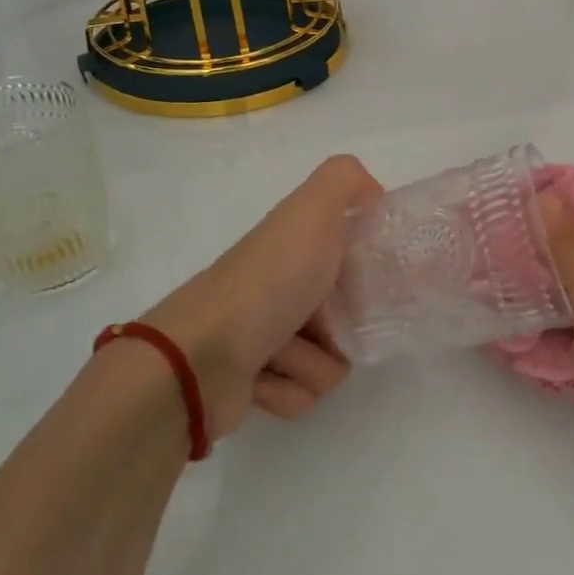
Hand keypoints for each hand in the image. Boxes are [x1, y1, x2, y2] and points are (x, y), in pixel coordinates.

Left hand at [140, 154, 382, 438]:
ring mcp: (269, 336)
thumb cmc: (268, 281)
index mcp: (297, 247)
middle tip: (327, 322)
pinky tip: (262, 378)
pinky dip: (290, 389)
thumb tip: (372, 194)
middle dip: (344, 326)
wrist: (199, 356)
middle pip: (352, 315)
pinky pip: (304, 394)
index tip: (373, 281)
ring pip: (332, 360)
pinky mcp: (257, 383)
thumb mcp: (312, 210)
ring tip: (280, 351)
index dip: (370, 270)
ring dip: (312, 361)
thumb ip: (345, 180)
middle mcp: (284, 287)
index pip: (355, 257)